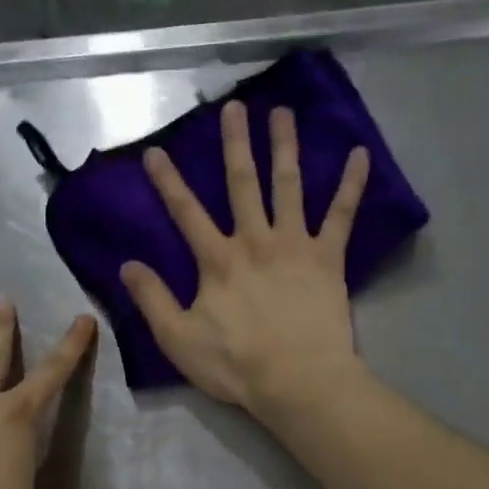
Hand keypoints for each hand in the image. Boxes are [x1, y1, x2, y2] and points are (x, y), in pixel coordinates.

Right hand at [120, 100, 370, 416]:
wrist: (297, 381)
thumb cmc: (236, 365)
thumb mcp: (178, 339)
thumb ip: (152, 299)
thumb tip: (127, 265)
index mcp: (218, 261)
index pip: (186, 212)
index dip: (168, 182)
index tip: (156, 151)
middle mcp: (255, 241)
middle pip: (242, 183)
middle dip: (235, 144)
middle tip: (234, 106)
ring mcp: (294, 245)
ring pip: (289, 185)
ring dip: (284, 146)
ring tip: (282, 112)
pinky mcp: (328, 258)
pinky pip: (342, 215)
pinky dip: (352, 184)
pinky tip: (360, 154)